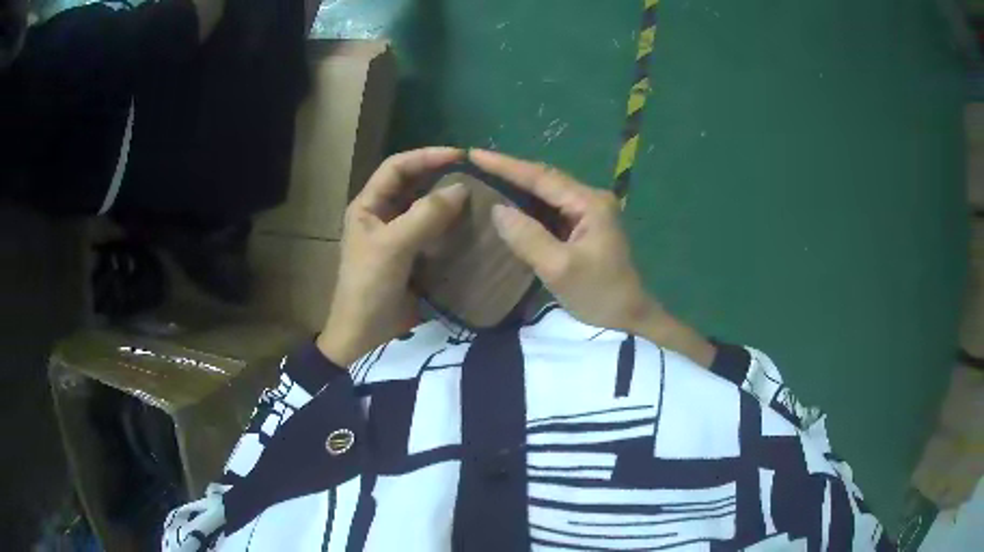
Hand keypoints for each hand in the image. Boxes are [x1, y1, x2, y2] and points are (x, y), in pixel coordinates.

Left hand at [317, 148, 468, 366]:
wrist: (365, 334)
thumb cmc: (369, 286)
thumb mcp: (392, 246)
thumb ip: (425, 216)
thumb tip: (462, 189)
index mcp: (368, 205)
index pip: (397, 167)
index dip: (426, 156)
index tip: (460, 155)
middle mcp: (383, 215)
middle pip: (413, 184)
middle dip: (440, 175)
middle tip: (475, 174)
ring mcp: (399, 236)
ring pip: (426, 207)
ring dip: (449, 200)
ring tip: (480, 195)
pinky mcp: (414, 256)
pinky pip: (435, 232)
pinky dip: (452, 225)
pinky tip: (473, 225)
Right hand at [469, 149, 658, 331]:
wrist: (628, 319)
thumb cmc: (598, 294)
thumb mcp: (559, 268)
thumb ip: (527, 237)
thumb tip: (496, 209)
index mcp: (589, 203)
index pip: (542, 177)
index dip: (506, 165)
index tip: (474, 154)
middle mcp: (591, 199)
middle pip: (545, 179)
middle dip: (511, 171)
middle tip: (475, 163)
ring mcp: (590, 213)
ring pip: (547, 193)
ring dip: (518, 186)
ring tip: (485, 177)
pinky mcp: (584, 228)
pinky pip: (551, 209)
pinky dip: (528, 205)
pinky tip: (509, 204)